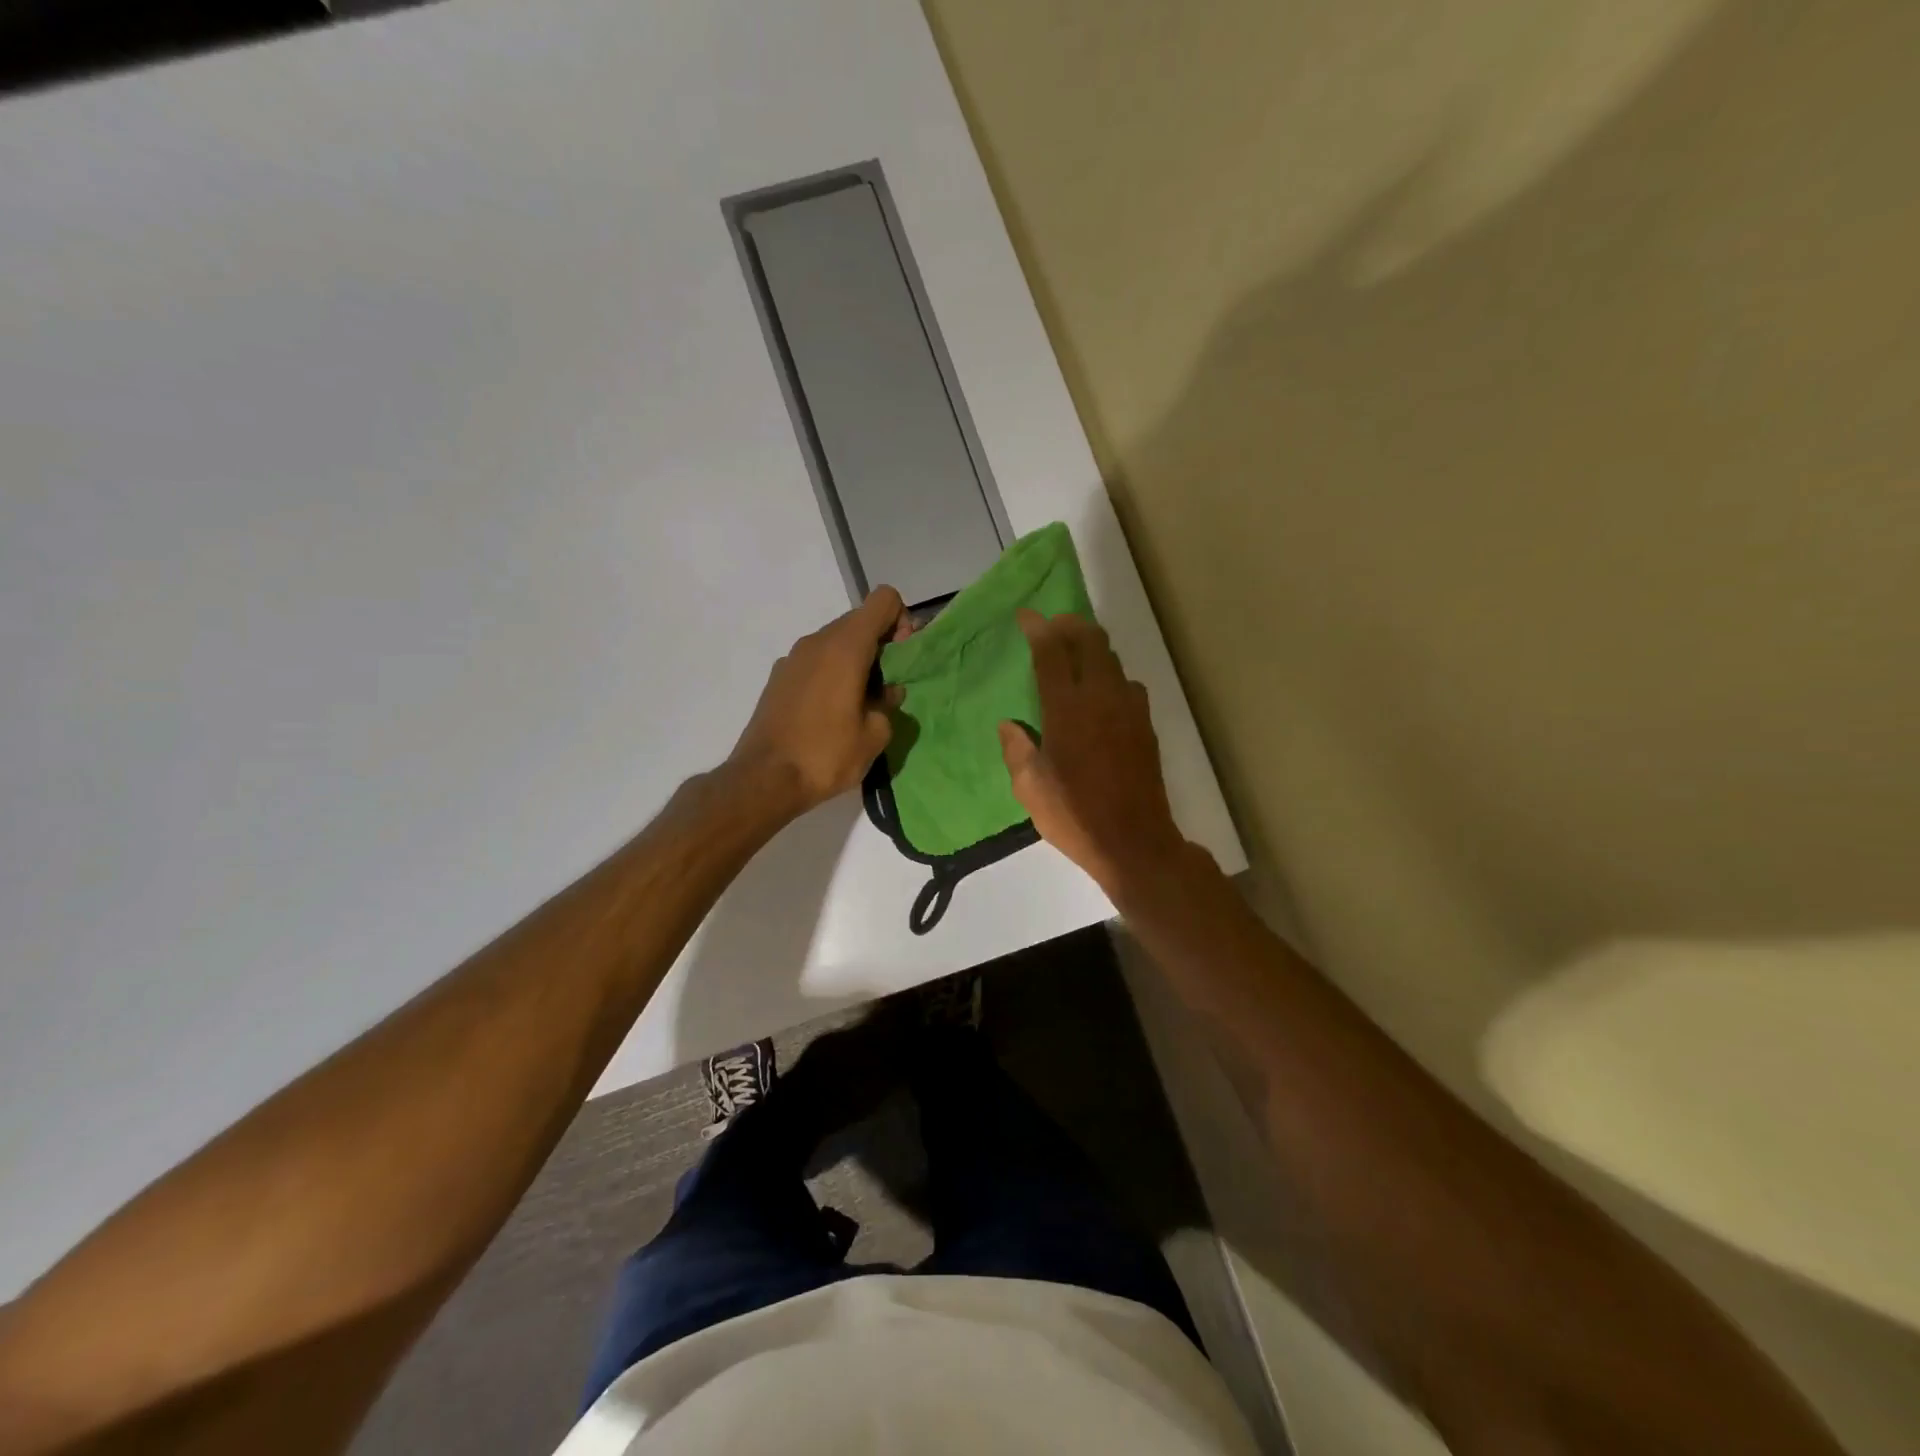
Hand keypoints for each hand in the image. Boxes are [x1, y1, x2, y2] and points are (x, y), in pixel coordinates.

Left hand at [729, 586, 909, 813]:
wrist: (764, 779)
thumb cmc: (826, 754)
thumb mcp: (875, 735)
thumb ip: (889, 705)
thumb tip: (888, 693)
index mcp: (846, 646)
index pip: (883, 600)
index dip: (901, 621)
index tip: (901, 659)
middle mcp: (817, 641)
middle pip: (860, 621)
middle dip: (881, 645)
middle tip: (886, 687)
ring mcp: (793, 657)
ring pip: (836, 642)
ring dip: (856, 661)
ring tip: (860, 704)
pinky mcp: (778, 677)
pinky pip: (815, 661)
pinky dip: (831, 673)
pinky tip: (831, 713)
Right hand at [998, 610, 1188, 897]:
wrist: (1134, 841)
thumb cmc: (1074, 816)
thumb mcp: (1030, 787)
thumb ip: (1017, 749)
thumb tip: (1010, 725)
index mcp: (1067, 710)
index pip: (1052, 653)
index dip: (1038, 628)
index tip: (1026, 615)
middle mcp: (1101, 698)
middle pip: (1090, 641)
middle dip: (1069, 625)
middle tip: (1052, 626)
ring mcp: (1129, 709)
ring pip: (1113, 659)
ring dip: (1092, 648)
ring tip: (1075, 654)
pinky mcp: (1145, 725)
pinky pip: (1127, 684)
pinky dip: (1110, 675)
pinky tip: (1101, 693)